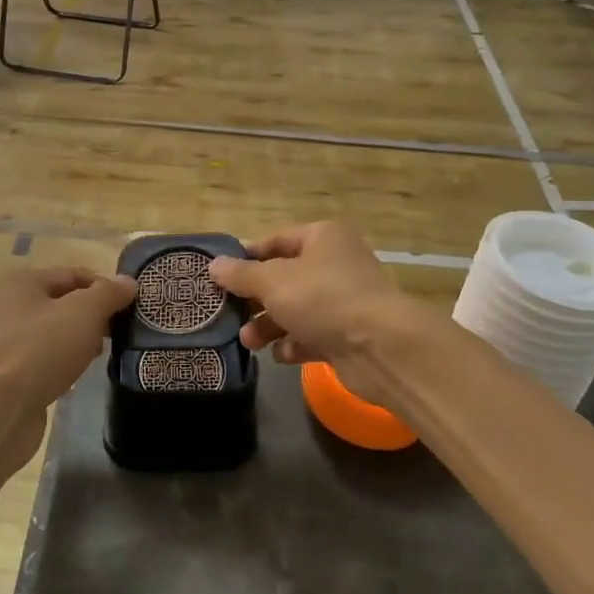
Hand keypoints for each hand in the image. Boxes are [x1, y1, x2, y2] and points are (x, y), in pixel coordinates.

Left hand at [0, 266, 137, 459]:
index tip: (131, 305)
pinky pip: (47, 357)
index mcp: (22, 282)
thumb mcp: (84, 313)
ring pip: (57, 331)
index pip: (73, 274)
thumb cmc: (42, 349)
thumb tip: (128, 282)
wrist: (1, 409)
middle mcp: (10, 306)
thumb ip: (108, 294)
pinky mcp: (11, 372)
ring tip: (103, 352)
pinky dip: (66, 361)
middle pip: (64, 302)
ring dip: (81, 339)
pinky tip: (80, 372)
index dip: (105, 286)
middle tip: (120, 330)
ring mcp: (8, 341)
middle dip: (95, 314)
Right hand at [209, 223, 413, 405]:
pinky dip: (295, 344)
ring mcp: (343, 301)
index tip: (219, 276)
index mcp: (322, 238)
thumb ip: (241, 274)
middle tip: (228, 314)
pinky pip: (312, 335)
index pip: (276, 240)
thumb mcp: (272, 281)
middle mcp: (335, 264)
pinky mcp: (348, 334)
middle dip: (255, 299)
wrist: (379, 347)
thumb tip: (214, 265)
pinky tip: (281, 355)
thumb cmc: (322, 298)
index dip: (246, 257)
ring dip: (269, 325)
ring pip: (296, 310)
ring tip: (249, 342)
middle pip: (284, 278)